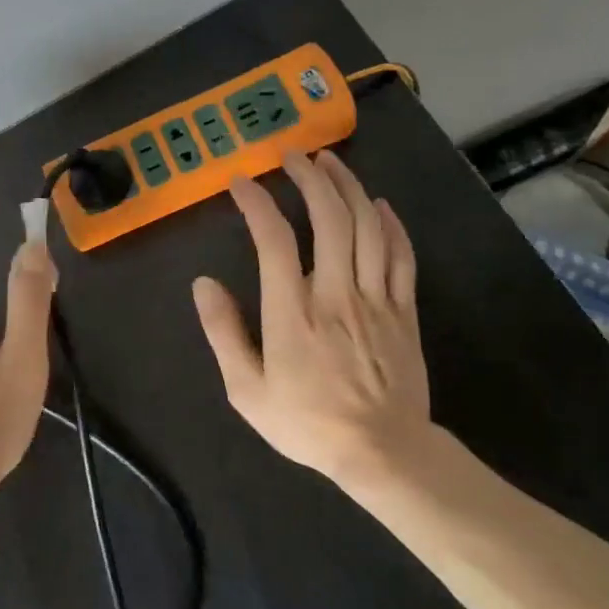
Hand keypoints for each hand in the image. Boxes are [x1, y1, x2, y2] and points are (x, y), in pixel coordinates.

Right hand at [192, 151, 436, 490]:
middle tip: (293, 156)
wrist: (383, 452)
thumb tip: (203, 284)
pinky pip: (401, 255)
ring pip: (368, 228)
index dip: (257, 203)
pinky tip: (377, 204)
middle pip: (330, 219)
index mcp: (293, 313)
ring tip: (330, 162)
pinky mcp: (404, 310)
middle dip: (310, 179)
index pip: (275, 240)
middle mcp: (336, 294)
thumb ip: (224, 333)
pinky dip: (390, 223)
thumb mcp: (247, 391)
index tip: (241, 182)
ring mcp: (377, 299)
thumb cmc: (307, 423)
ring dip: (349, 188)